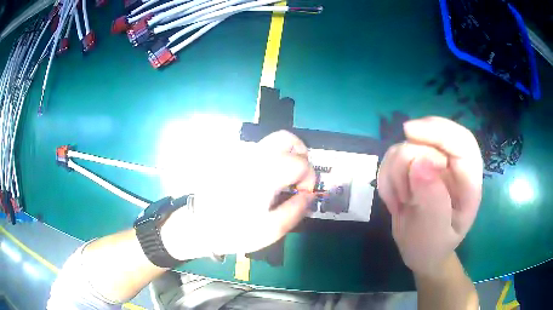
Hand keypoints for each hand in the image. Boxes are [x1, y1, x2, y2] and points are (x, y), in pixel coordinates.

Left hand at [162, 130, 315, 258]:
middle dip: (301, 154)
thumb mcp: (271, 230)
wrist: (200, 227)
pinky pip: (260, 150)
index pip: (300, 162)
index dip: (309, 178)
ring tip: (286, 177)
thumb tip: (309, 195)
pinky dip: (273, 157)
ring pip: (272, 141)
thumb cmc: (235, 231)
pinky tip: (268, 178)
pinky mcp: (234, 159)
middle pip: (286, 138)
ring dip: (287, 154)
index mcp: (264, 175)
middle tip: (300, 176)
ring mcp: (241, 156)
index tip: (303, 194)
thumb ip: (296, 210)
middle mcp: (253, 158)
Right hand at [377, 117, 482, 277]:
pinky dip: (387, 177)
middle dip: (409, 160)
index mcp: (469, 182)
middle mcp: (453, 167)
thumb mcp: (434, 235)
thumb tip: (419, 163)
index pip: (462, 142)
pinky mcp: (413, 166)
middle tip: (403, 192)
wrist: (419, 252)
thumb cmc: (431, 248)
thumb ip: (433, 202)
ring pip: (406, 145)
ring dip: (396, 174)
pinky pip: (392, 157)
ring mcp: (432, 165)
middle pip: (430, 137)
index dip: (439, 131)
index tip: (409, 132)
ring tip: (402, 202)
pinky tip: (394, 198)